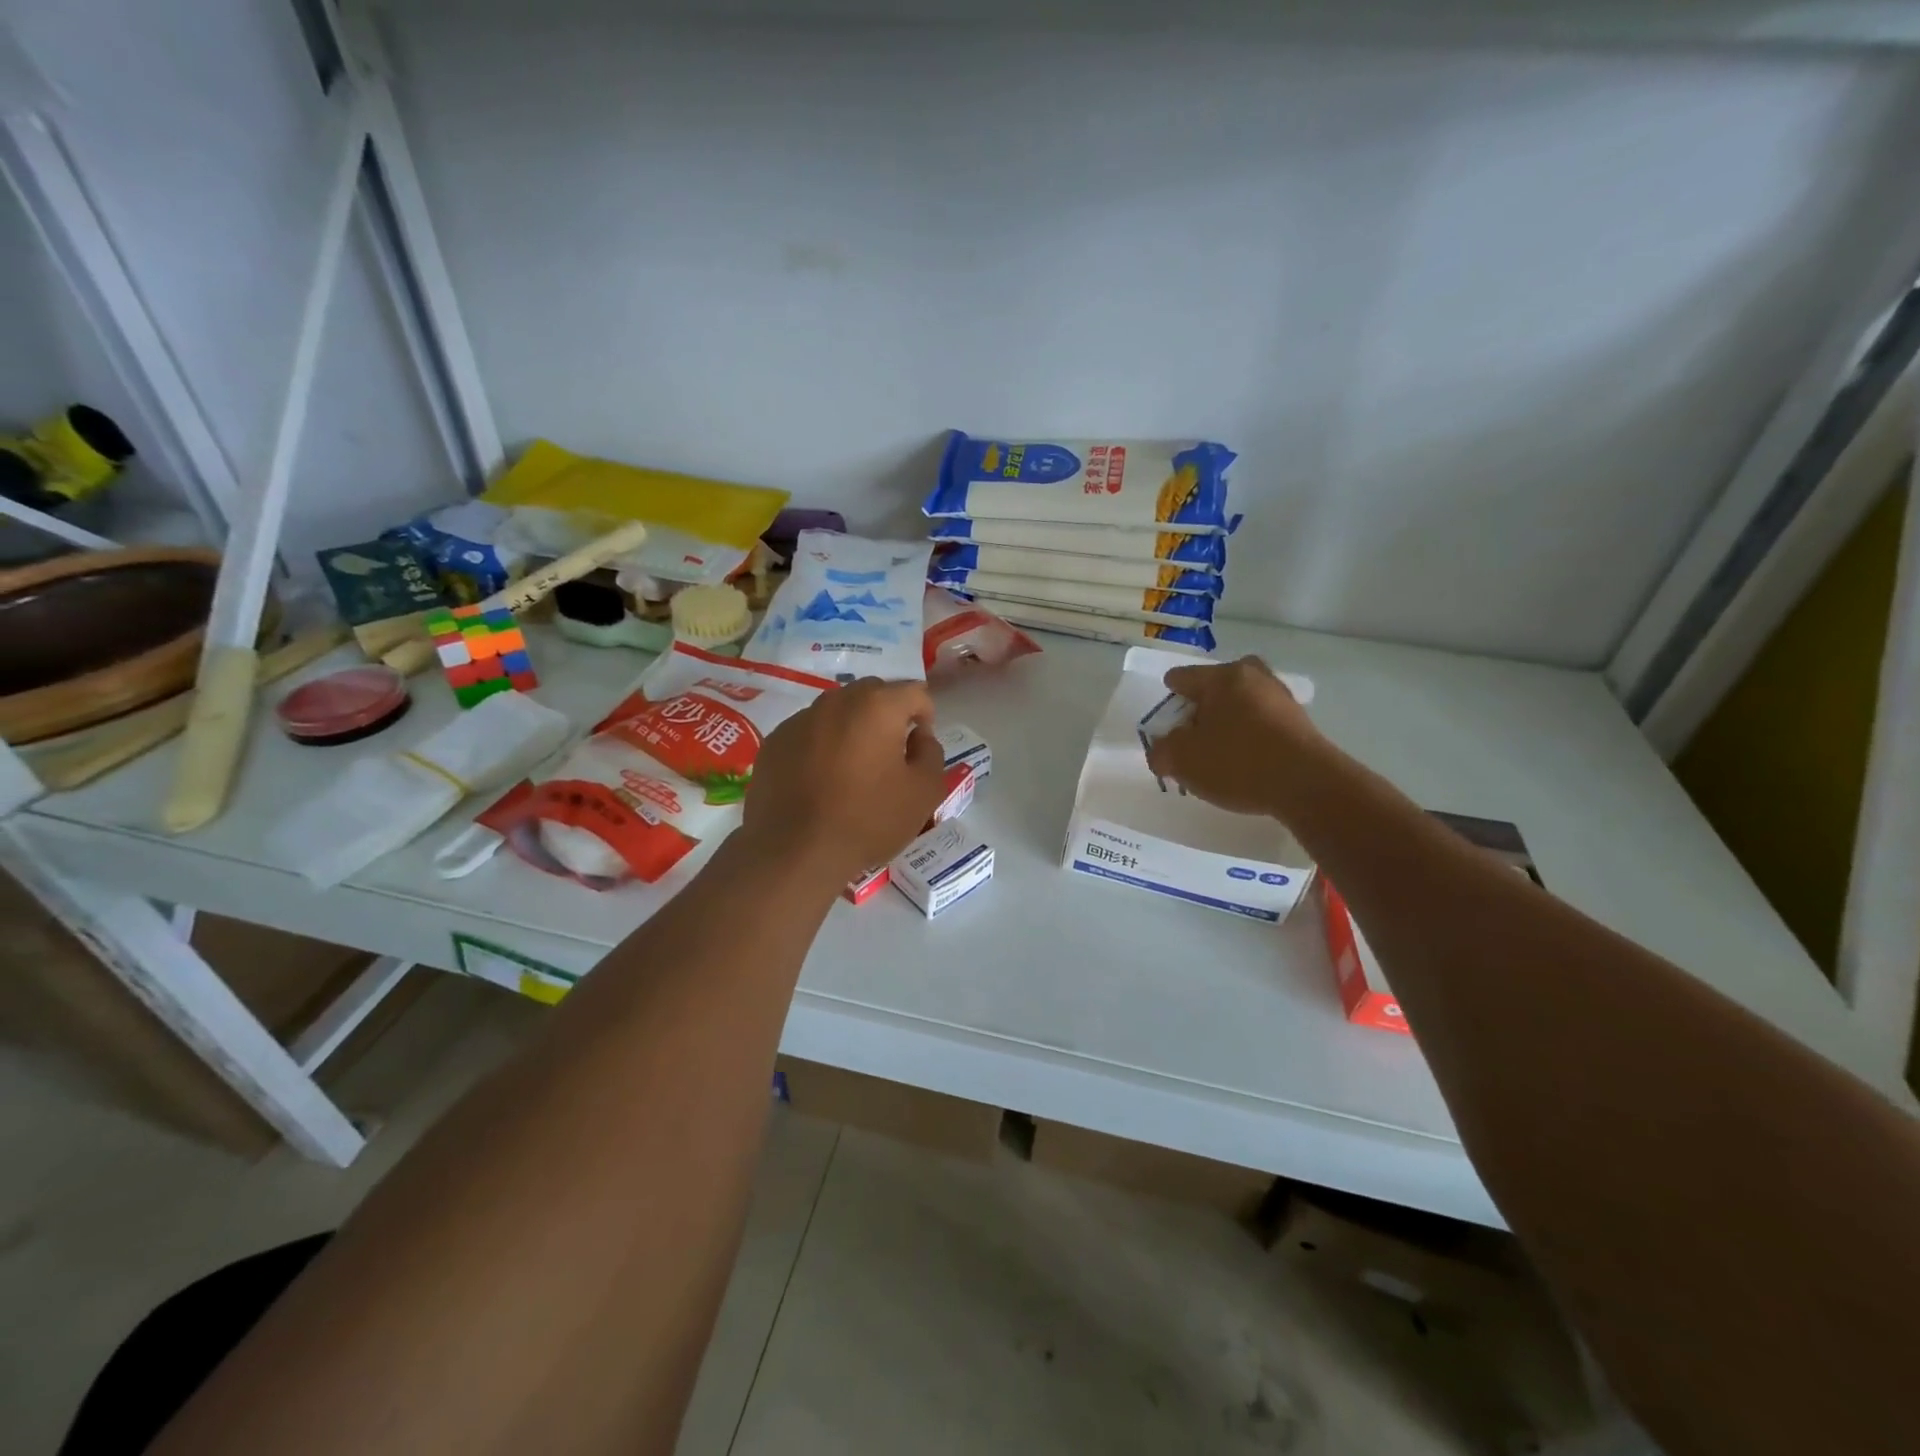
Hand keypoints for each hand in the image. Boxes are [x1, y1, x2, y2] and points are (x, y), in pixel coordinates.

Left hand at [742, 678, 948, 883]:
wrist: (795, 852)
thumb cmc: (868, 820)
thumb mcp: (924, 793)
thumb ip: (931, 754)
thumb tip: (919, 737)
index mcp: (877, 706)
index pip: (914, 692)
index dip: (925, 717)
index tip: (919, 748)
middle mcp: (836, 701)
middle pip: (873, 694)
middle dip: (887, 717)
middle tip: (889, 756)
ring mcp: (800, 720)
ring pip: (837, 712)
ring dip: (852, 730)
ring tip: (852, 771)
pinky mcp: (774, 742)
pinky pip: (808, 733)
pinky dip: (821, 746)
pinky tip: (820, 782)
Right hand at [1144, 656, 1328, 818]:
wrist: (1308, 786)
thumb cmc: (1237, 762)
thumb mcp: (1182, 760)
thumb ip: (1162, 752)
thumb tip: (1163, 752)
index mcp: (1222, 676)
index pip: (1181, 678)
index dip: (1167, 702)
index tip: (1166, 727)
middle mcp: (1253, 677)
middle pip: (1214, 689)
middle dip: (1201, 711)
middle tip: (1192, 739)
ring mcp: (1281, 698)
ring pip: (1240, 706)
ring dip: (1227, 725)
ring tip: (1217, 757)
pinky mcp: (1300, 723)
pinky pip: (1261, 724)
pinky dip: (1249, 738)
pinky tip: (1244, 764)